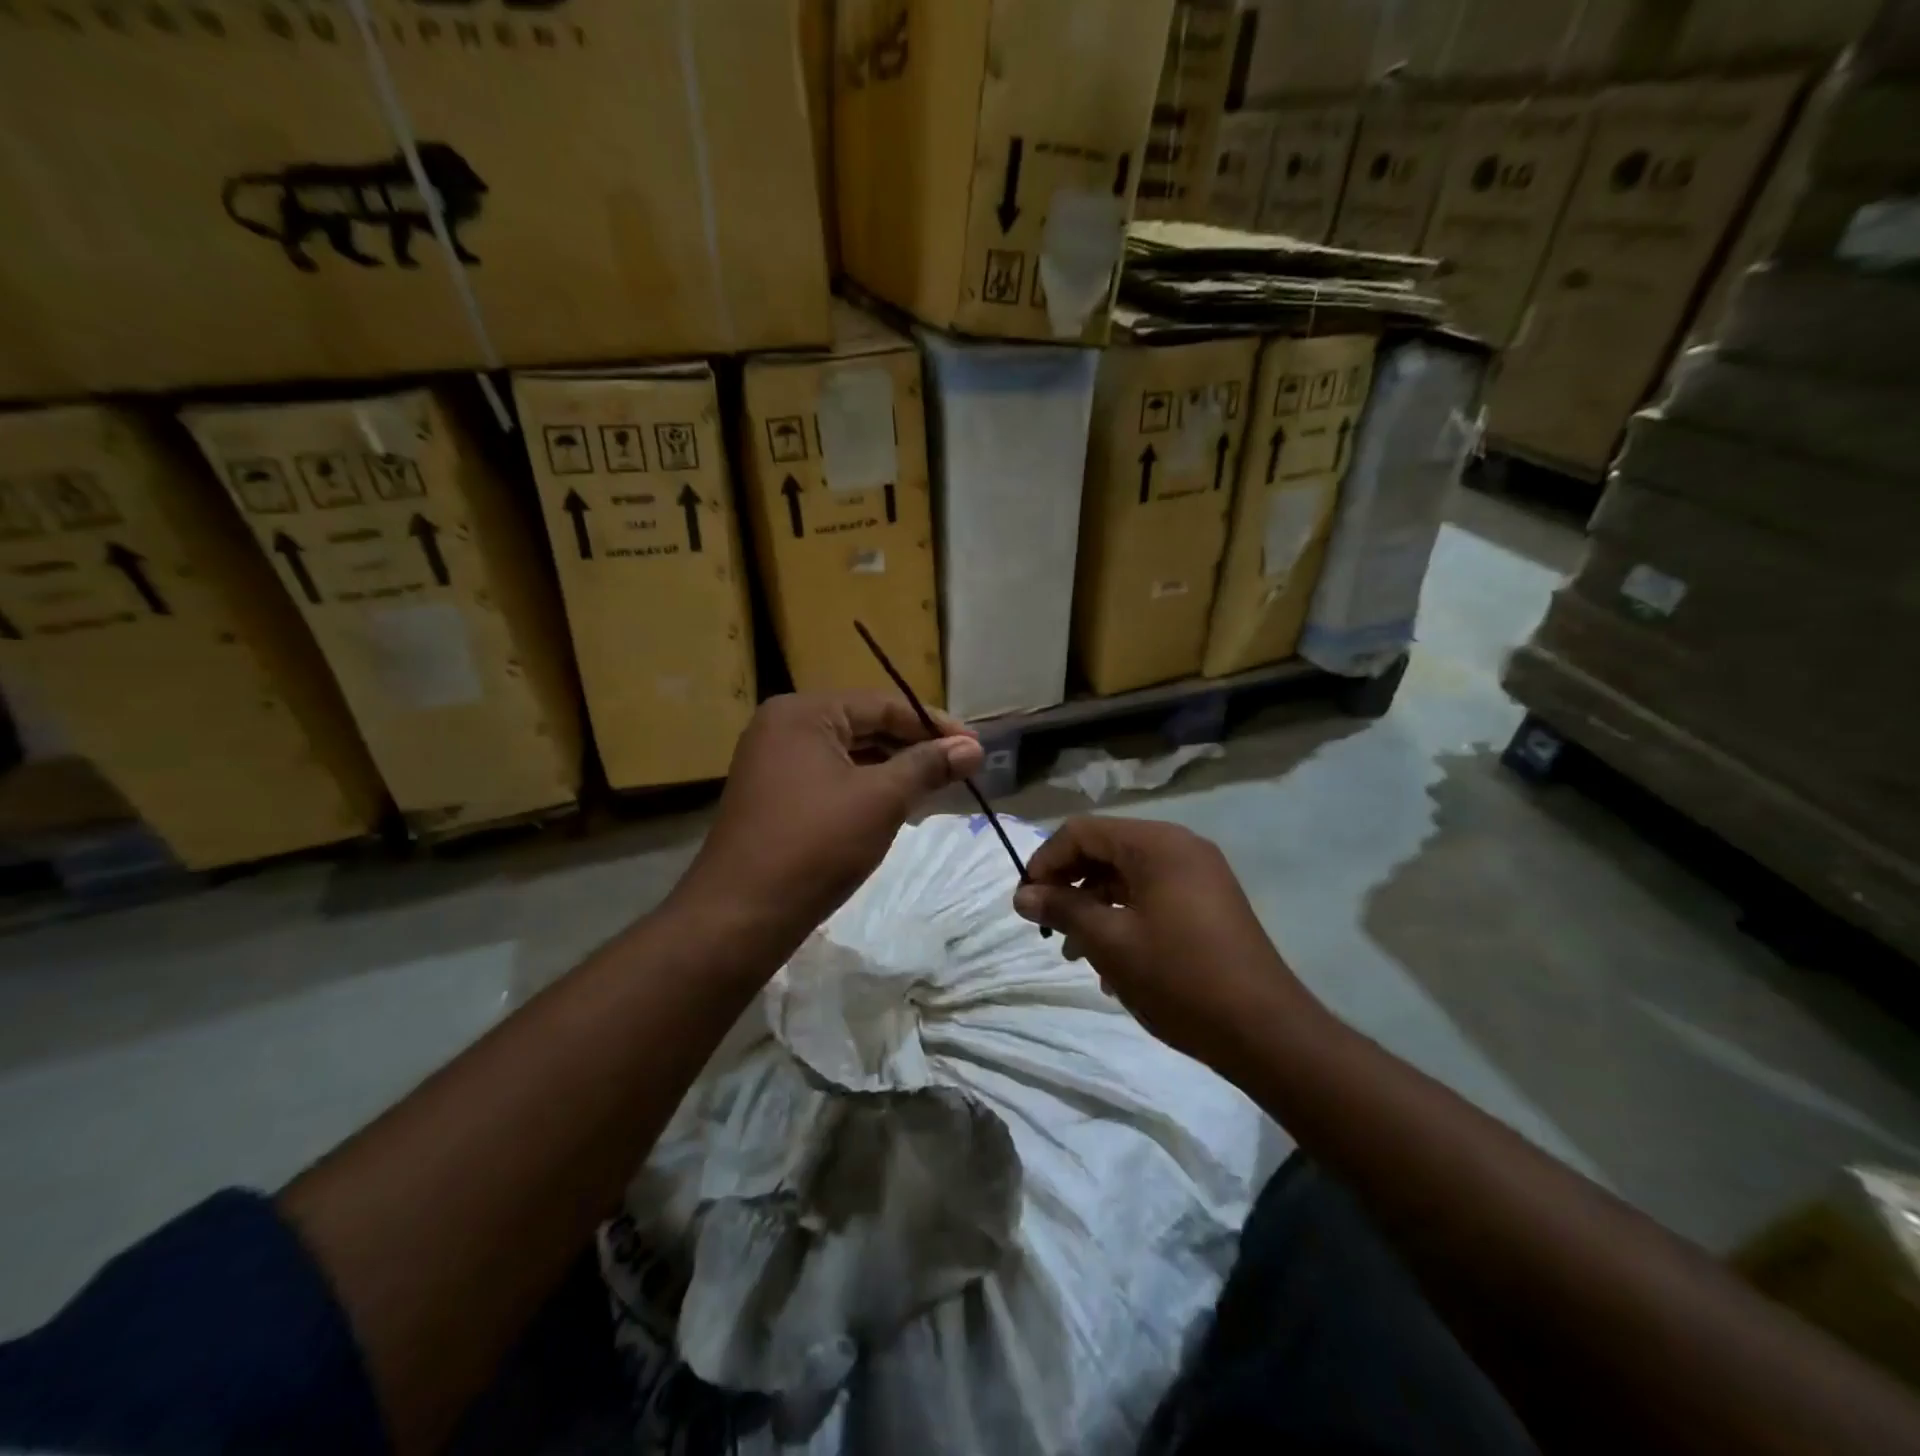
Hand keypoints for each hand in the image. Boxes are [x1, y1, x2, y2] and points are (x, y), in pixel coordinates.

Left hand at [673, 692, 982, 957]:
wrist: (741, 915)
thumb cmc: (816, 844)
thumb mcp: (881, 799)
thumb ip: (928, 765)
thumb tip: (974, 748)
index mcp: (803, 712)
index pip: (882, 704)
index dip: (933, 724)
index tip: (975, 746)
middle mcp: (783, 726)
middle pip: (864, 725)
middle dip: (914, 746)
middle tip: (961, 766)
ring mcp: (773, 762)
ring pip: (849, 754)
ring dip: (893, 768)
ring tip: (937, 784)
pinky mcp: (774, 795)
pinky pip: (831, 777)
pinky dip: (866, 786)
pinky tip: (897, 803)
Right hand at [1012, 817, 1321, 1069]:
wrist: (1265, 1032)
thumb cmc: (1179, 978)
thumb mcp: (1110, 942)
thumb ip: (1063, 909)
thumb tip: (1022, 895)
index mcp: (1156, 843)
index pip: (1081, 831)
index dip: (1045, 862)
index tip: (1025, 902)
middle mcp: (1179, 847)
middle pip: (1104, 850)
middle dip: (1069, 885)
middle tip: (1046, 926)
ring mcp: (1199, 874)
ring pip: (1127, 876)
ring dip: (1094, 907)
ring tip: (1074, 953)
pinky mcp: (1208, 903)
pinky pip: (1152, 896)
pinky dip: (1124, 918)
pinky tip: (1112, 964)